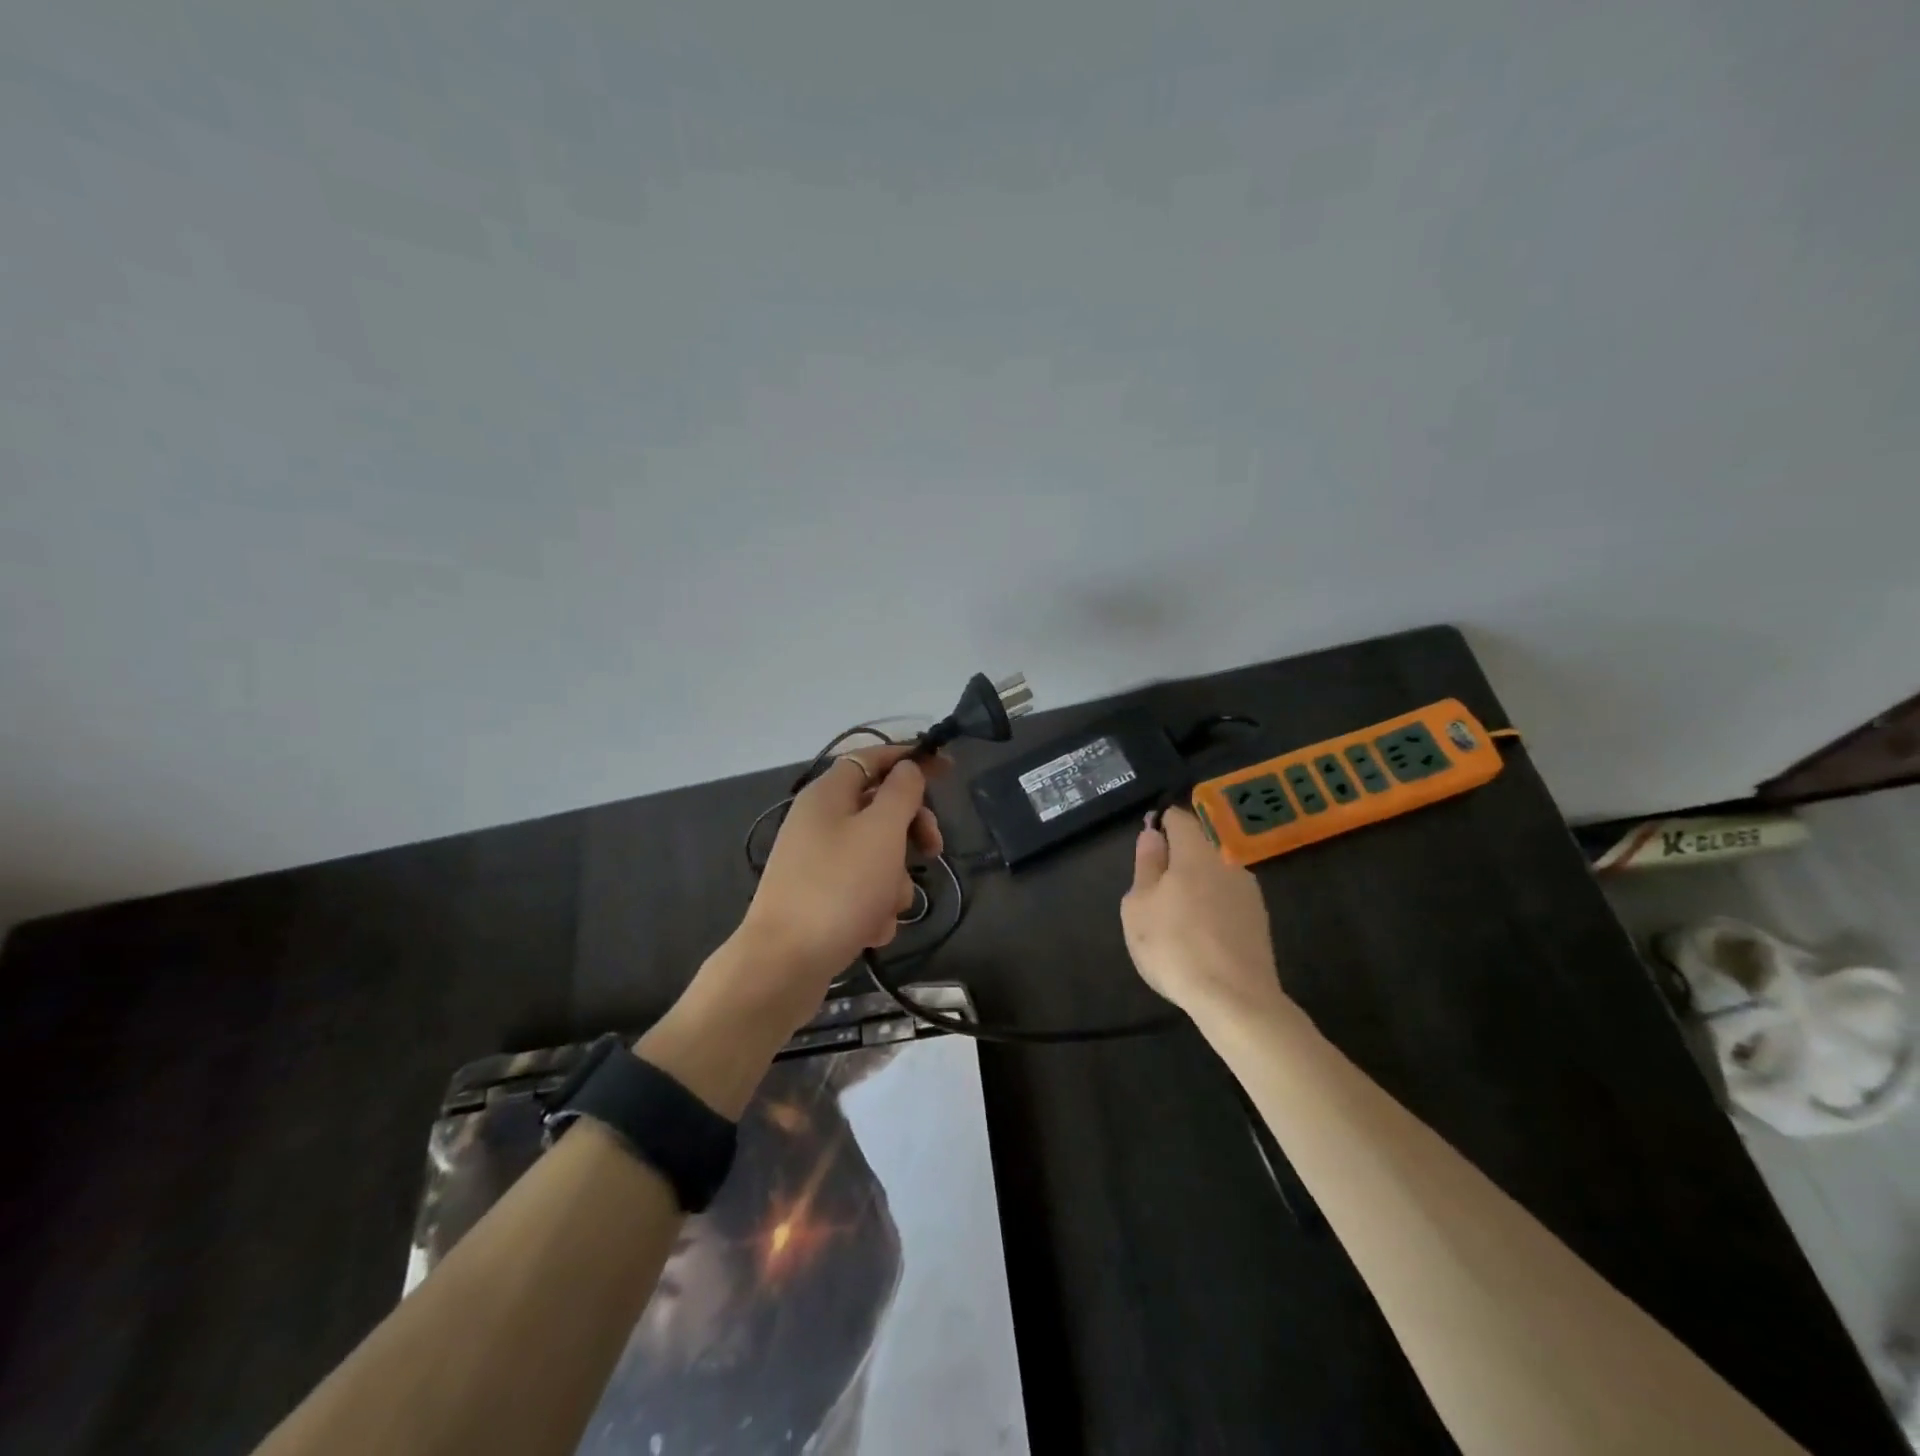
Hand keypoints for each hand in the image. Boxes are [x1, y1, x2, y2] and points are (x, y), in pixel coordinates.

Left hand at [740, 743, 942, 1001]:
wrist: (784, 965)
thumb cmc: (839, 887)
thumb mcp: (881, 831)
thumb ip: (901, 793)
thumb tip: (907, 767)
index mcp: (828, 794)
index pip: (874, 758)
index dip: (911, 758)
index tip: (948, 768)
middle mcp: (819, 822)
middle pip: (879, 809)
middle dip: (911, 830)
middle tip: (934, 849)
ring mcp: (817, 863)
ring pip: (876, 856)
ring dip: (894, 881)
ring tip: (886, 906)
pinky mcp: (819, 899)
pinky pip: (861, 890)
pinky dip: (873, 906)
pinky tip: (870, 930)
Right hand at [1120, 807, 1286, 1017]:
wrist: (1235, 1000)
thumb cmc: (1175, 946)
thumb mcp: (1139, 905)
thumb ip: (1146, 865)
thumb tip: (1152, 834)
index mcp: (1196, 852)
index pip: (1178, 818)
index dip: (1160, 825)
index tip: (1146, 850)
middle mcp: (1227, 863)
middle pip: (1197, 849)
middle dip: (1176, 863)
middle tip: (1153, 896)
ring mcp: (1249, 892)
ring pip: (1213, 877)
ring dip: (1195, 889)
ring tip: (1175, 923)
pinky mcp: (1260, 921)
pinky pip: (1227, 903)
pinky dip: (1212, 911)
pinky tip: (1200, 940)